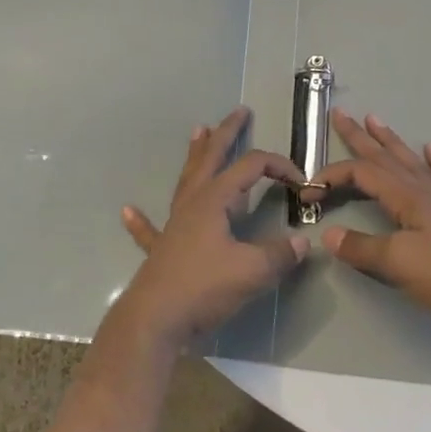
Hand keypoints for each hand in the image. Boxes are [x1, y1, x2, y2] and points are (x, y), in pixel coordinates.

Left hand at [116, 107, 307, 352]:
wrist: (156, 320)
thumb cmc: (204, 287)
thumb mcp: (252, 271)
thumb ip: (280, 255)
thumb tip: (303, 243)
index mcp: (215, 199)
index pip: (251, 167)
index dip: (278, 166)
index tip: (301, 182)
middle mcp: (193, 202)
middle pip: (212, 157)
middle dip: (228, 133)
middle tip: (240, 112)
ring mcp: (174, 224)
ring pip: (187, 179)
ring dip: (195, 154)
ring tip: (198, 131)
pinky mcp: (162, 249)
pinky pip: (150, 229)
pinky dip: (141, 220)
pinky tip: (127, 210)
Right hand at [313, 109, 430, 335]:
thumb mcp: (395, 263)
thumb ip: (360, 247)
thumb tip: (328, 235)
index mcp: (405, 197)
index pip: (361, 174)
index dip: (331, 177)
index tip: (307, 192)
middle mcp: (424, 191)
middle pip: (385, 157)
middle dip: (359, 136)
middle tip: (339, 114)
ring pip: (412, 162)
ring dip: (392, 141)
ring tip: (376, 120)